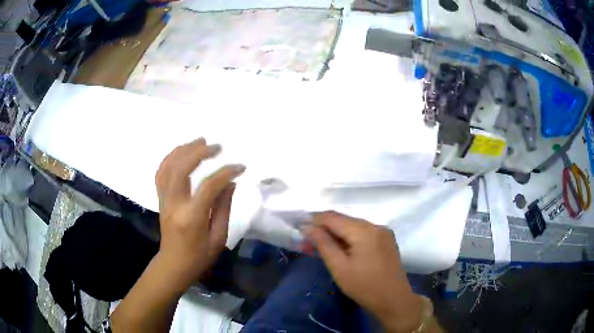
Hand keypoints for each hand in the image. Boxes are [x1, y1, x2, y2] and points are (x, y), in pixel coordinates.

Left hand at [155, 138, 244, 291]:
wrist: (174, 265)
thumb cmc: (199, 257)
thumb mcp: (218, 238)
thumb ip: (223, 208)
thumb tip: (229, 182)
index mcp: (192, 217)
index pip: (208, 187)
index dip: (225, 173)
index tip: (240, 166)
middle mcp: (174, 204)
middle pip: (181, 169)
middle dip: (199, 152)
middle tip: (217, 146)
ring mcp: (164, 200)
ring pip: (168, 167)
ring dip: (183, 150)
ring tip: (200, 141)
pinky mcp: (160, 199)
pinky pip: (161, 173)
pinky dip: (171, 158)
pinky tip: (182, 152)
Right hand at [305, 211, 423, 332]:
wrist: (394, 300)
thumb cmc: (364, 287)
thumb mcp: (339, 268)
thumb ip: (323, 244)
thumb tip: (308, 227)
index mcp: (364, 231)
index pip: (333, 218)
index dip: (315, 219)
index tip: (300, 226)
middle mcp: (375, 225)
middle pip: (345, 219)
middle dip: (326, 226)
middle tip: (308, 236)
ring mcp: (383, 232)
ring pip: (354, 225)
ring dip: (338, 231)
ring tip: (322, 241)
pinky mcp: (387, 240)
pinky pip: (364, 232)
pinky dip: (350, 236)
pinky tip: (342, 246)